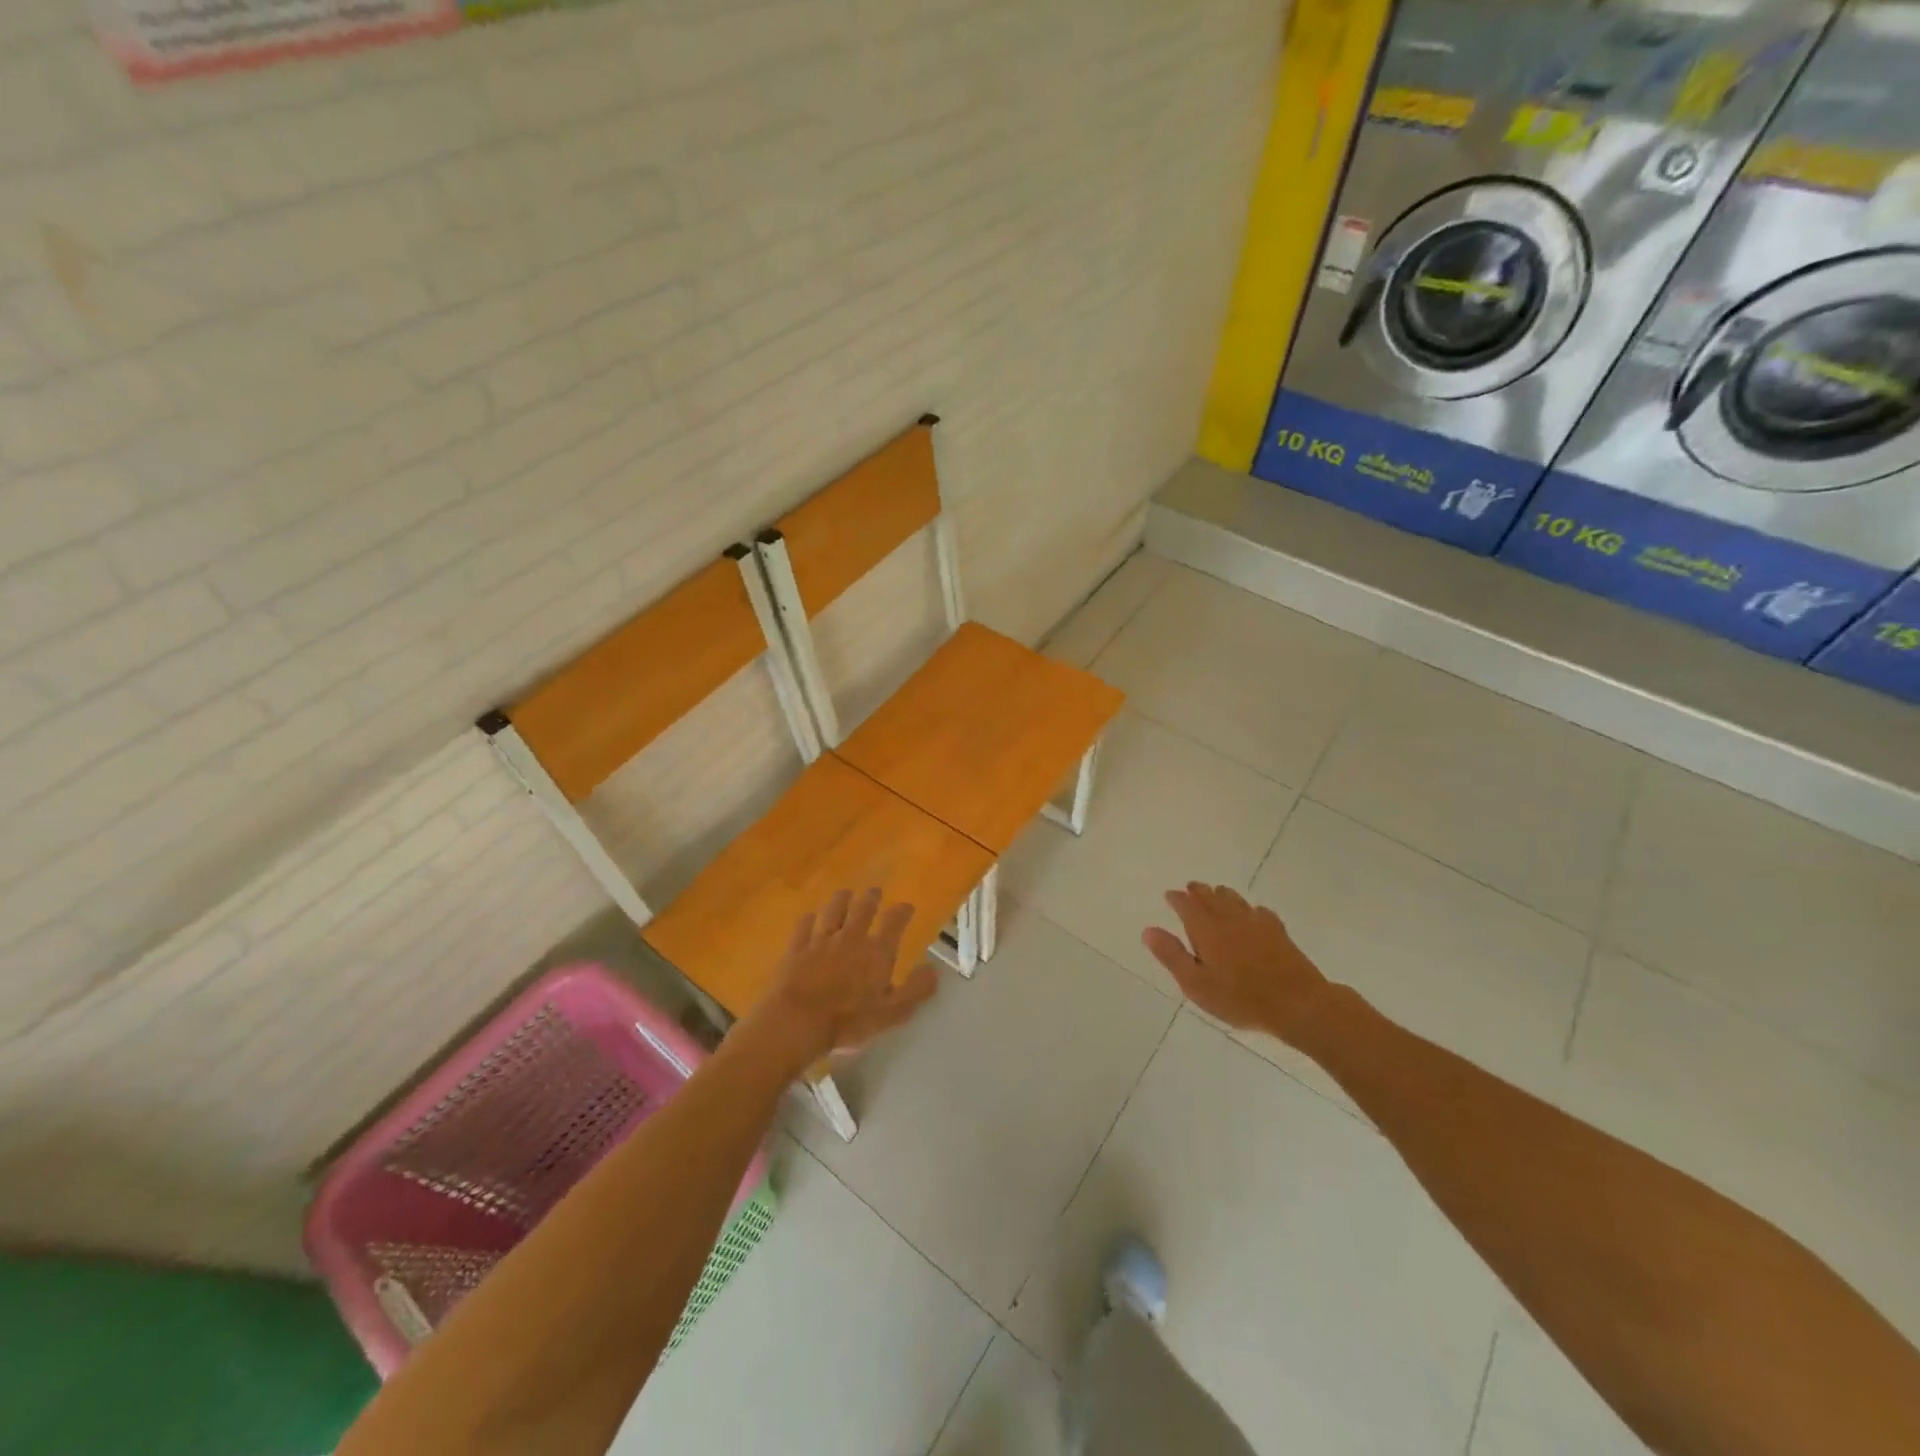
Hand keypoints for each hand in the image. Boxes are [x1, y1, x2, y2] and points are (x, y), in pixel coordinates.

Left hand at [746, 888, 938, 1066]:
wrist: (796, 1021)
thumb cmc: (848, 1021)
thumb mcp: (892, 1013)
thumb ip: (915, 990)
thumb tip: (933, 969)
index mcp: (877, 952)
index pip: (894, 922)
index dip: (902, 911)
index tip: (906, 907)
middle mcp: (851, 937)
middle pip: (863, 908)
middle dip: (871, 898)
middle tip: (874, 892)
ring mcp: (821, 940)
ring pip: (833, 910)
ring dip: (841, 899)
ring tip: (846, 893)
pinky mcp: (796, 947)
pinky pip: (804, 925)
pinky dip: (810, 918)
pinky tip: (811, 917)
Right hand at [1142, 883, 1328, 1040]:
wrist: (1298, 1003)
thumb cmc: (1240, 998)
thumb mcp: (1196, 984)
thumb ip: (1172, 955)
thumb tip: (1149, 930)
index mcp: (1206, 929)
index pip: (1187, 905)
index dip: (1177, 899)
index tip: (1170, 895)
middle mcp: (1229, 918)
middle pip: (1211, 896)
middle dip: (1198, 891)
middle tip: (1191, 888)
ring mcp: (1256, 923)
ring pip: (1235, 899)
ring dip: (1222, 894)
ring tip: (1216, 894)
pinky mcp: (1278, 932)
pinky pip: (1259, 911)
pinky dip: (1249, 909)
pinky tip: (1252, 914)